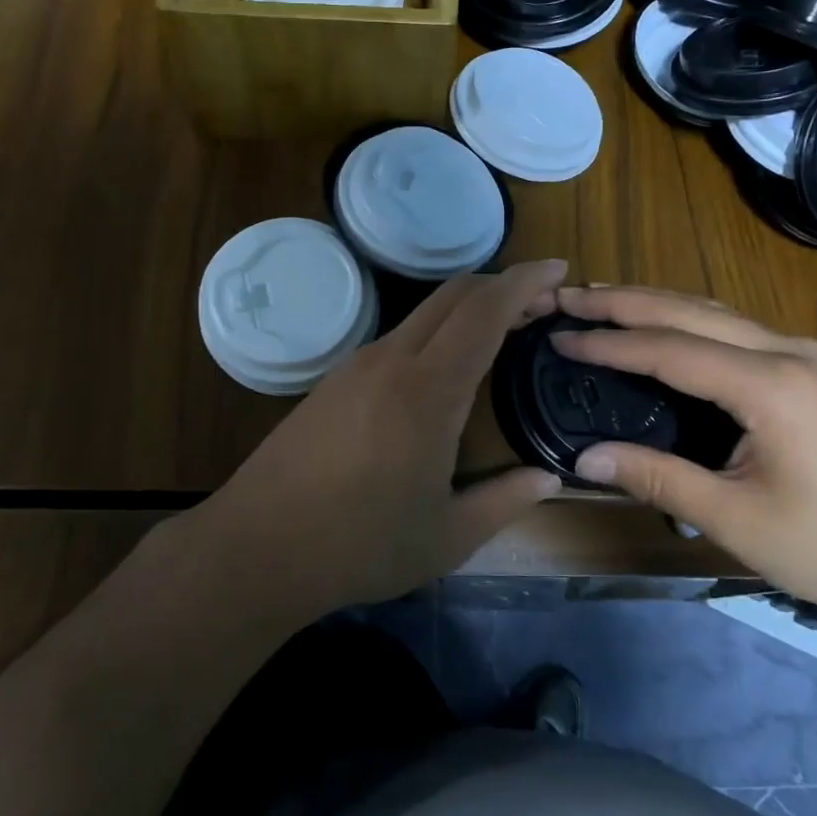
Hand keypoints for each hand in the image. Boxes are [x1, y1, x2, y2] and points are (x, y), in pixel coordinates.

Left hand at [194, 259, 569, 617]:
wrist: (257, 545)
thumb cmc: (360, 545)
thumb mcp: (448, 537)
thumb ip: (505, 502)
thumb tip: (548, 479)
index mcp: (428, 390)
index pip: (484, 311)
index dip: (524, 281)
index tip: (559, 270)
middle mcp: (391, 360)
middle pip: (453, 295)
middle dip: (501, 285)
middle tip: (541, 302)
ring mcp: (356, 365)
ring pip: (423, 313)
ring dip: (466, 309)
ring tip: (501, 332)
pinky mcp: (333, 380)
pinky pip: (397, 337)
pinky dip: (436, 332)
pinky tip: (443, 367)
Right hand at [548, 286, 816, 626]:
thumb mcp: (738, 520)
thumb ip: (657, 478)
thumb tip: (585, 457)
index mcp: (769, 385)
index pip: (668, 348)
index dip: (608, 342)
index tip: (559, 336)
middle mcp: (789, 352)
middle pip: (689, 311)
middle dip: (623, 300)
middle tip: (568, 296)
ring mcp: (807, 356)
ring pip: (716, 313)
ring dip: (655, 303)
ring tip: (603, 300)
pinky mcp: (815, 370)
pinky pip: (737, 330)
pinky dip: (688, 321)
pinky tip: (667, 328)